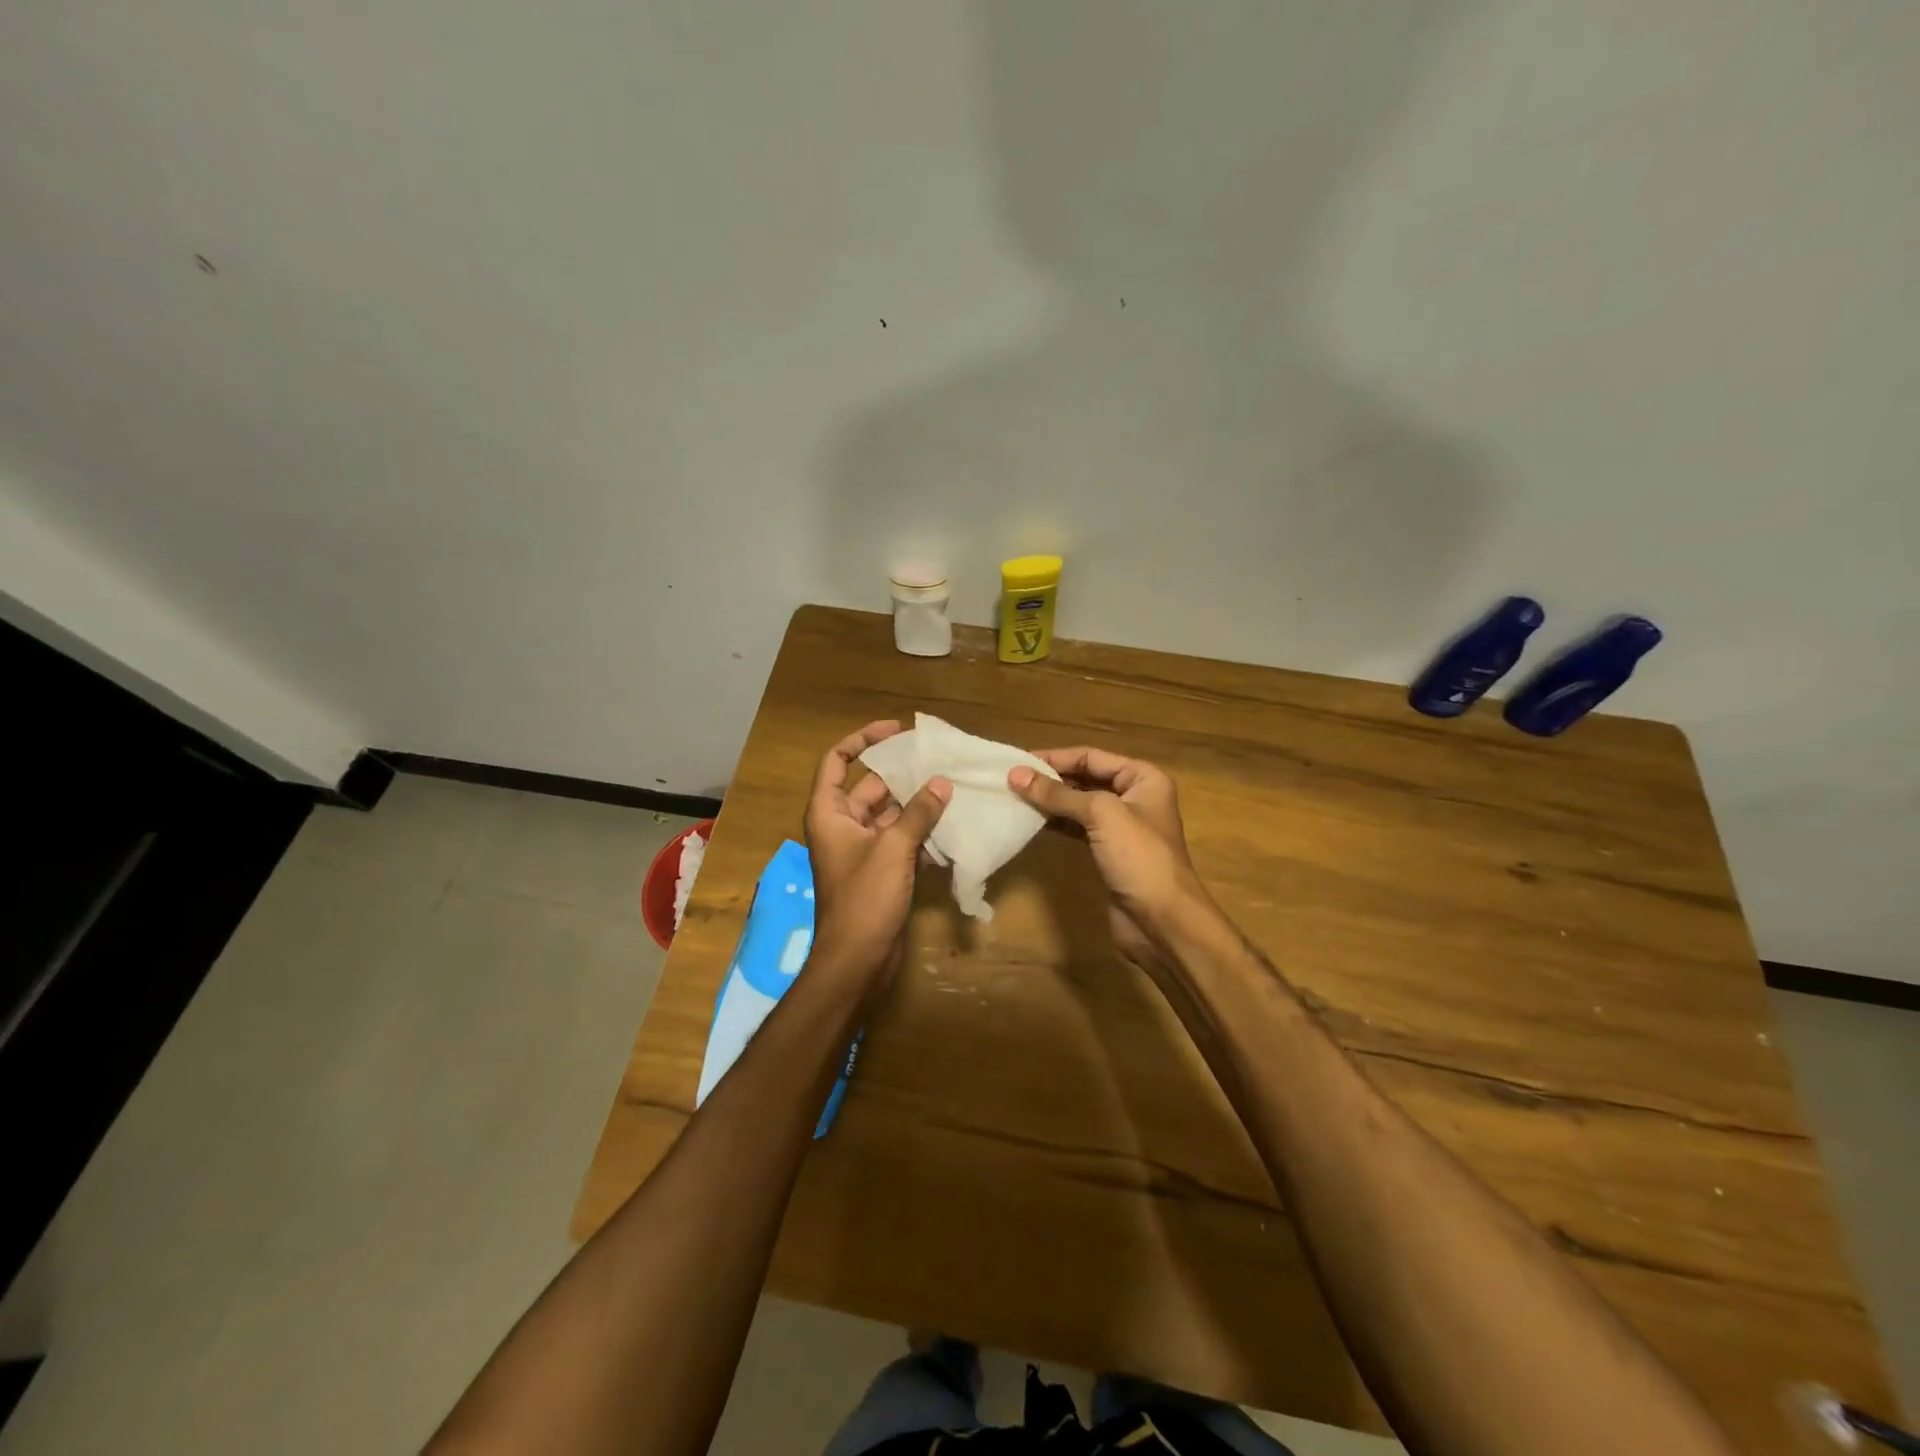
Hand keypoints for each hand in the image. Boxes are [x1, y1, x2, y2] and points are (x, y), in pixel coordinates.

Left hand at [804, 721, 950, 987]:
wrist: (857, 960)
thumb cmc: (864, 899)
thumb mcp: (893, 849)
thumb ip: (918, 813)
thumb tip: (942, 783)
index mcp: (830, 812)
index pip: (837, 760)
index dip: (862, 739)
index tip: (897, 730)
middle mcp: (844, 825)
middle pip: (873, 787)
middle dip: (905, 775)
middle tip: (942, 762)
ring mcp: (863, 849)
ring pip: (892, 814)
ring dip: (919, 805)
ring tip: (955, 789)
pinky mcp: (882, 870)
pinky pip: (902, 840)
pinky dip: (923, 834)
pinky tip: (953, 828)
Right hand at [1007, 748, 1210, 973]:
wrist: (1162, 921)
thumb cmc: (1138, 857)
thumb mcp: (1100, 815)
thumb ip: (1058, 794)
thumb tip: (1015, 774)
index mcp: (1143, 778)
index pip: (1091, 757)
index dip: (1055, 758)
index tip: (1019, 761)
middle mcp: (1135, 797)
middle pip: (1086, 778)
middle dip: (1051, 778)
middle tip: (1012, 779)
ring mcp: (1123, 827)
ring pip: (1080, 804)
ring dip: (1051, 801)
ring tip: (1016, 797)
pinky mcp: (1110, 852)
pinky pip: (1079, 828)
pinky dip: (1057, 823)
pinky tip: (1033, 821)